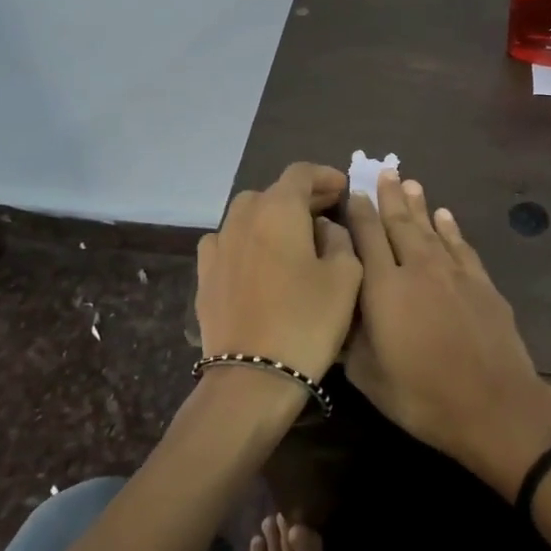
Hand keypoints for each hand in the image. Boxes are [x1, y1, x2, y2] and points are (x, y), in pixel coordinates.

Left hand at [196, 163, 362, 383]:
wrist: (251, 376)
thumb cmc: (308, 321)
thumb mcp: (346, 276)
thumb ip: (340, 239)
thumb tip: (324, 228)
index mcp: (278, 210)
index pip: (300, 173)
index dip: (324, 175)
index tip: (342, 187)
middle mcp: (242, 218)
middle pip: (272, 192)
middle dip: (300, 197)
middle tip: (325, 212)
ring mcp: (217, 246)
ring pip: (247, 215)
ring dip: (271, 217)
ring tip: (293, 237)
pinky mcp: (204, 275)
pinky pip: (227, 242)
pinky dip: (247, 241)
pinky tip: (258, 260)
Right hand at [343, 173, 550, 494]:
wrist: (494, 403)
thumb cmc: (422, 396)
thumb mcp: (368, 376)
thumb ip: (349, 337)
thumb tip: (337, 307)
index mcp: (384, 288)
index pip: (367, 237)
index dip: (359, 211)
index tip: (353, 191)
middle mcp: (418, 268)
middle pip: (400, 223)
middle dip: (389, 196)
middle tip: (384, 170)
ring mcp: (454, 273)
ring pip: (431, 228)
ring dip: (419, 205)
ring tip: (410, 183)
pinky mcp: (482, 282)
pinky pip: (461, 245)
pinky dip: (451, 228)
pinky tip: (445, 216)